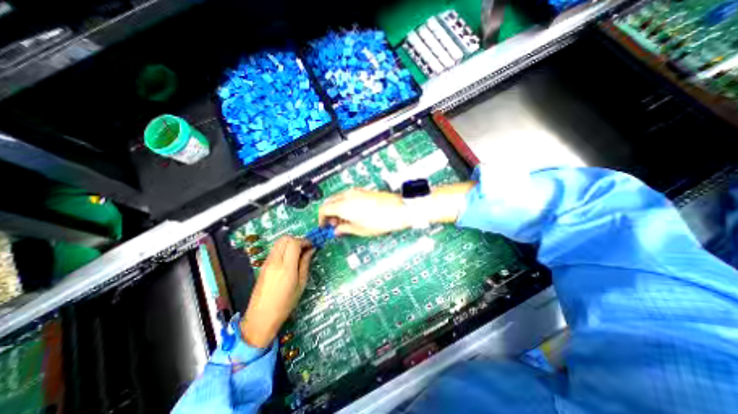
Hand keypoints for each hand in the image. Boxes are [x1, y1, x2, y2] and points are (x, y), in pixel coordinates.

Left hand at [239, 235, 313, 348]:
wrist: (260, 318)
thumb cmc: (285, 304)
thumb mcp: (301, 284)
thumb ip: (305, 264)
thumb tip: (311, 250)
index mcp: (286, 267)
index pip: (294, 243)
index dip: (305, 241)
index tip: (312, 246)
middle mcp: (275, 261)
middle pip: (285, 238)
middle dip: (297, 239)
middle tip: (305, 248)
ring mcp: (267, 262)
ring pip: (279, 242)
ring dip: (290, 243)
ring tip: (298, 253)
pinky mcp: (263, 265)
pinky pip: (274, 250)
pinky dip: (284, 249)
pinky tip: (289, 259)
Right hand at [317, 188, 409, 236]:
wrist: (399, 209)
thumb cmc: (382, 220)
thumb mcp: (360, 229)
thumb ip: (345, 229)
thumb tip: (338, 230)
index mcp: (344, 205)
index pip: (323, 209)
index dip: (321, 219)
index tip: (325, 226)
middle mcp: (348, 195)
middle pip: (329, 202)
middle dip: (329, 213)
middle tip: (334, 225)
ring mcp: (356, 191)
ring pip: (338, 198)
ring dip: (337, 208)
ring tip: (345, 220)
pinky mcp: (363, 191)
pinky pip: (348, 196)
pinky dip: (345, 204)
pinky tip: (353, 213)